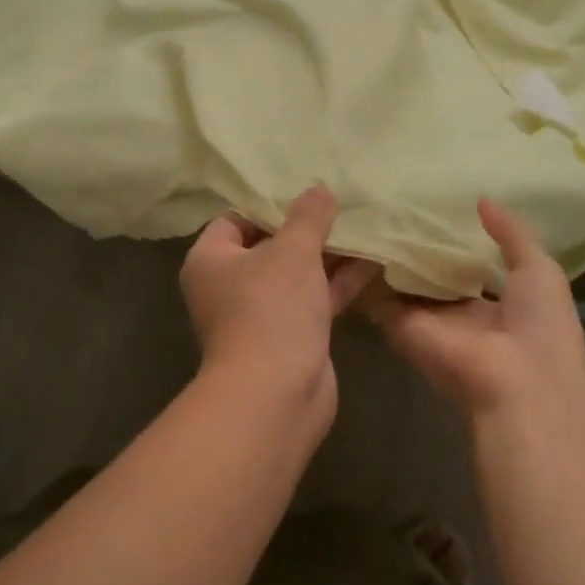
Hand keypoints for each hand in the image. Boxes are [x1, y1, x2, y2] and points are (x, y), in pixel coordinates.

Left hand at [179, 185, 376, 409]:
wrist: (276, 395)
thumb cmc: (271, 308)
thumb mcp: (293, 251)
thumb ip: (308, 216)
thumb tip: (318, 188)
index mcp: (211, 259)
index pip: (236, 219)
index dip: (269, 203)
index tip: (304, 190)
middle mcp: (229, 285)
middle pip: (269, 246)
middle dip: (306, 229)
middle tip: (340, 203)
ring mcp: (260, 314)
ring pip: (296, 275)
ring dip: (328, 255)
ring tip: (364, 226)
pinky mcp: (289, 337)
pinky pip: (313, 300)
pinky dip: (337, 283)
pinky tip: (373, 261)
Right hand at [363, 198, 584, 426]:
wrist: (519, 382)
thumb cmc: (541, 325)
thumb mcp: (540, 269)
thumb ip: (510, 233)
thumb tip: (481, 199)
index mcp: (496, 301)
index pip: (467, 266)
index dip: (452, 239)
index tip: (432, 204)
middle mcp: (457, 311)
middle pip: (430, 273)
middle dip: (415, 243)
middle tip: (391, 201)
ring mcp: (427, 319)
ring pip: (401, 282)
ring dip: (386, 254)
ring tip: (365, 210)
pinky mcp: (400, 326)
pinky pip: (377, 296)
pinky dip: (364, 273)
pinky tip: (353, 236)